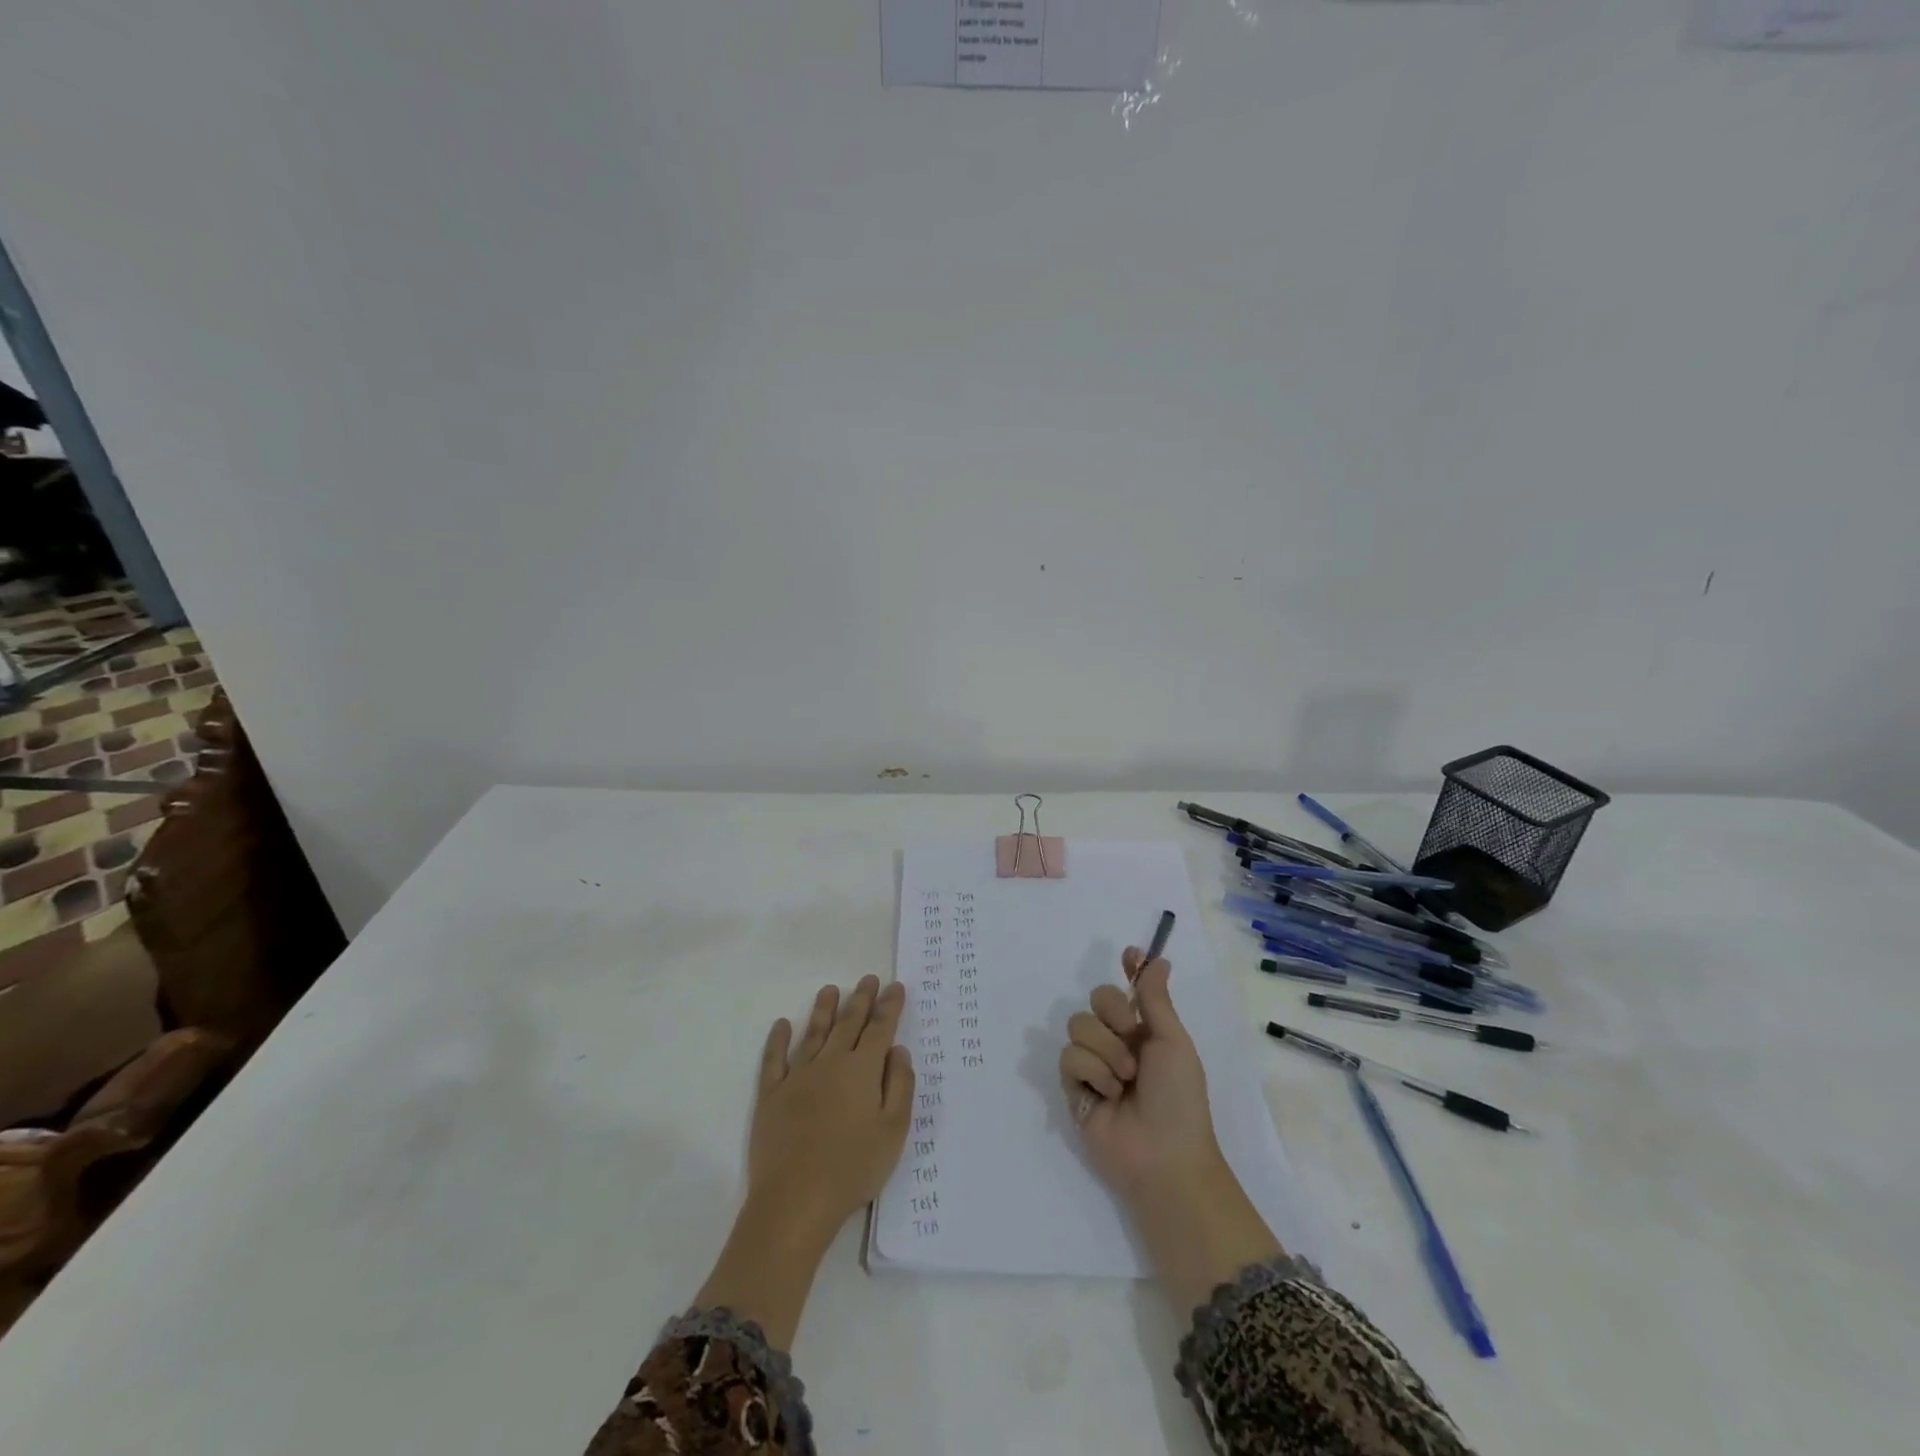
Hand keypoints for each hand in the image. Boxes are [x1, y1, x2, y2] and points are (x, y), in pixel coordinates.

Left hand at [694, 976, 914, 1350]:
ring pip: (813, 1034)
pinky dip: (778, 1040)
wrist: (795, 1200)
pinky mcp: (771, 1096)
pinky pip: (774, 1060)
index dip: (889, 1006)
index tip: (895, 986)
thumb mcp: (894, 1130)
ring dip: (823, 1010)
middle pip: (848, 1024)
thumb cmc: (853, 1167)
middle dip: (860, 999)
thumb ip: (900, 1085)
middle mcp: (830, 1063)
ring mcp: (797, 1077)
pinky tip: (782, 1025)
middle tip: (868, 978)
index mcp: (862, 1070)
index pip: (879, 1029)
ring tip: (830, 989)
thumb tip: (898, 1050)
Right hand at [1059, 948, 1221, 1201]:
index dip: (1129, 969)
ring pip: (1079, 1025)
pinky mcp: (1074, 1087)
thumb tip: (1158, 959)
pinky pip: (1068, 1057)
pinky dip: (1091, 1073)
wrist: (1163, 1157)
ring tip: (1124, 1081)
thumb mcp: (1173, 1043)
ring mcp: (1095, 1064)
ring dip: (1105, 1051)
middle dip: (1113, 1014)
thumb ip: (1155, 999)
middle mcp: (1118, 1041)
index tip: (1130, 955)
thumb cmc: (1179, 1098)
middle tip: (1131, 1038)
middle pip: (1097, 998)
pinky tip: (1106, 1096)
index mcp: (1146, 1030)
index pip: (1131, 988)